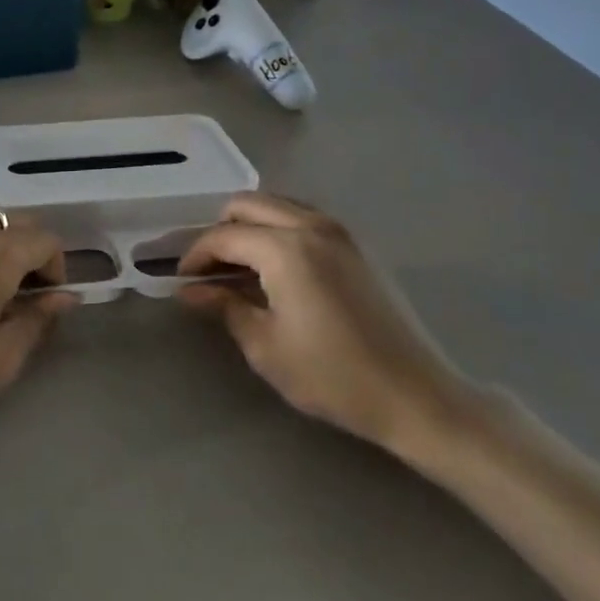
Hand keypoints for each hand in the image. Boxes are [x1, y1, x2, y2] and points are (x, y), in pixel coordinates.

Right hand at [178, 193, 472, 454]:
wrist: (417, 396)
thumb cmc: (333, 376)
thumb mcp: (266, 346)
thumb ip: (225, 307)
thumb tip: (191, 290)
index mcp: (286, 249)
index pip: (224, 236)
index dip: (195, 255)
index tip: (182, 280)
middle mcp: (313, 226)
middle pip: (249, 204)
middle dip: (220, 231)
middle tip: (209, 270)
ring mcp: (341, 232)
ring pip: (278, 205)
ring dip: (250, 226)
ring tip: (240, 268)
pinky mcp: (358, 246)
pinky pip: (305, 219)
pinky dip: (279, 230)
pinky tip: (276, 270)